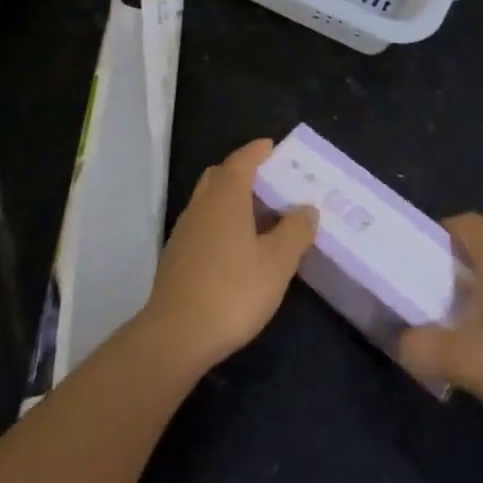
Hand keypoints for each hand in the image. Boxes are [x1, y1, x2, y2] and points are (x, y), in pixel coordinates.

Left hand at [142, 139, 317, 375]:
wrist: (175, 336)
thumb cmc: (233, 291)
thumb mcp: (277, 262)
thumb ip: (295, 231)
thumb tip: (307, 208)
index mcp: (226, 197)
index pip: (242, 161)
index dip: (257, 151)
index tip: (272, 146)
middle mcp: (202, 205)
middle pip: (220, 176)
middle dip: (242, 172)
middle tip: (268, 181)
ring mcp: (185, 231)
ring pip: (209, 201)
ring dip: (231, 199)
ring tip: (258, 216)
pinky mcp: (176, 257)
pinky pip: (202, 224)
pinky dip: (220, 222)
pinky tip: (236, 248)